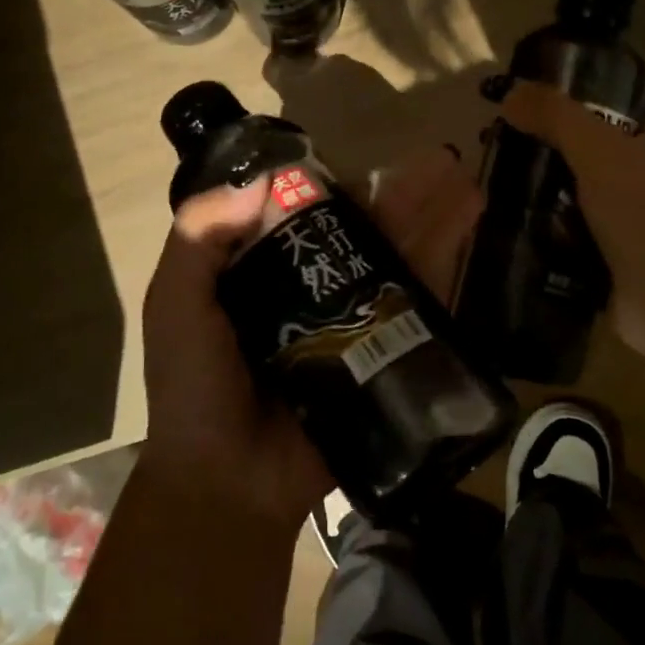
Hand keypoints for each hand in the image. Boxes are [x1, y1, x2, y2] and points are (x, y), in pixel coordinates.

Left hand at [140, 147, 482, 531]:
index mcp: (262, 275)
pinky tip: (467, 239)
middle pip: (362, 234)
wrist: (227, 481)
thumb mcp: (177, 304)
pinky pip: (414, 310)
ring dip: (433, 224)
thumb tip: (259, 181)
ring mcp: (350, 326)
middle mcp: (310, 293)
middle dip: (402, 198)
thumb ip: (199, 238)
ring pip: (395, 263)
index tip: (364, 162)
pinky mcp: (379, 358)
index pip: (304, 217)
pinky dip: (440, 273)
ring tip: (467, 185)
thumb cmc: (193, 387)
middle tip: (442, 163)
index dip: (335, 187)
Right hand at [500, 82, 644, 364]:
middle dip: (545, 147)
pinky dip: (542, 233)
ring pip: (574, 193)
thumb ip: (556, 117)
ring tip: (490, 185)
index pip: (613, 101)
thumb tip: (511, 94)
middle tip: (495, 146)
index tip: (526, 99)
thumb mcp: (601, 151)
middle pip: (587, 148)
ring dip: (539, 192)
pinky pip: (568, 236)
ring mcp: (631, 218)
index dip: (573, 94)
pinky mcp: (612, 257)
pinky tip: (505, 227)